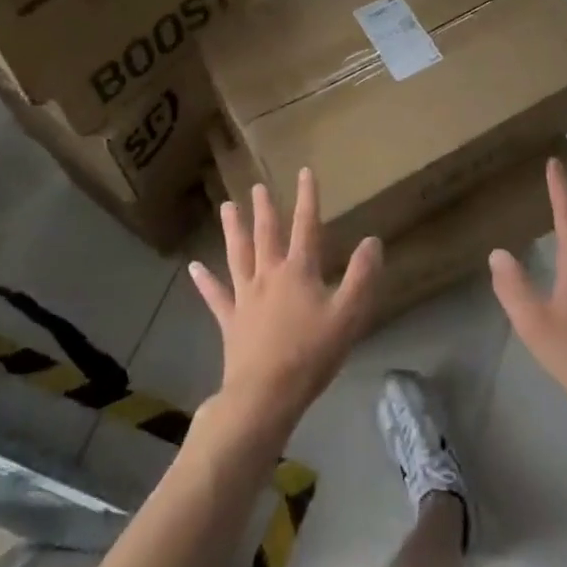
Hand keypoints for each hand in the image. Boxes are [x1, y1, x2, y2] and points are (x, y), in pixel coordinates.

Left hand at [190, 169, 381, 443]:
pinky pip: (216, 296)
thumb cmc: (311, 354)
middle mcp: (269, 275)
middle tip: (257, 186)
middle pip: (266, 235)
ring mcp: (246, 297)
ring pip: (238, 255)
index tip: (304, 171)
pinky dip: (205, 281)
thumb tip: (372, 240)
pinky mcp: (230, 321)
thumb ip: (361, 276)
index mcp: (299, 271)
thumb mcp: (348, 315)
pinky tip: (194, 267)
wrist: (265, 395)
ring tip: (226, 206)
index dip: (307, 198)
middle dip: (265, 209)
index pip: (306, 226)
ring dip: (233, 230)